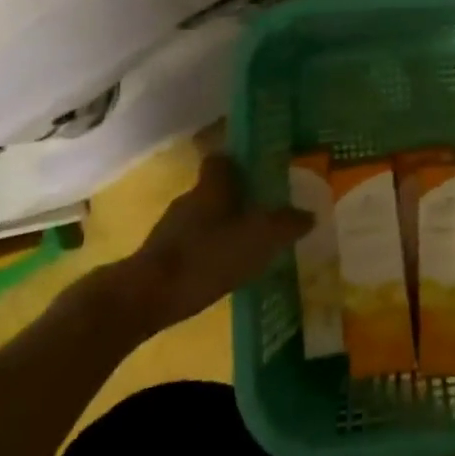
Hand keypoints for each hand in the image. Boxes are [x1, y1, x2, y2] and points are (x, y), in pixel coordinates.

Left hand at [99, 155, 310, 333]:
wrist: (144, 298)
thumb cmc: (205, 257)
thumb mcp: (257, 240)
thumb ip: (285, 225)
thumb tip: (310, 214)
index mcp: (212, 185)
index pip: (223, 158)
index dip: (241, 160)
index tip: (261, 167)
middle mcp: (190, 198)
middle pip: (216, 188)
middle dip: (237, 196)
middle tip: (264, 208)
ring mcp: (170, 228)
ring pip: (203, 216)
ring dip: (222, 225)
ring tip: (248, 242)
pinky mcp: (160, 256)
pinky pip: (192, 243)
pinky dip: (207, 251)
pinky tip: (223, 269)